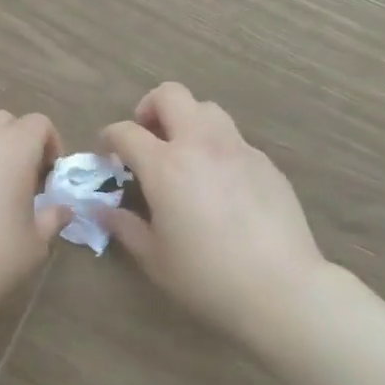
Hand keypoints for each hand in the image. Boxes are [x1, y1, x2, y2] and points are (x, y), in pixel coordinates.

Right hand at [101, 83, 327, 345]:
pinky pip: (234, 139)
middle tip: (147, 138)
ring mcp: (238, 149)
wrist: (282, 289)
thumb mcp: (155, 259)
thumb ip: (125, 227)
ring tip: (184, 155)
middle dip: (150, 108)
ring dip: (187, 121)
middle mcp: (200, 144)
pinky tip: (220, 183)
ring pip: (207, 109)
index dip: (109, 138)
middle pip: (171, 95)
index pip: (126, 132)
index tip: (106, 154)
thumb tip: (102, 209)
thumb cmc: (208, 278)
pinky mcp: (266, 163)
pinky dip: (216, 148)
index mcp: (166, 166)